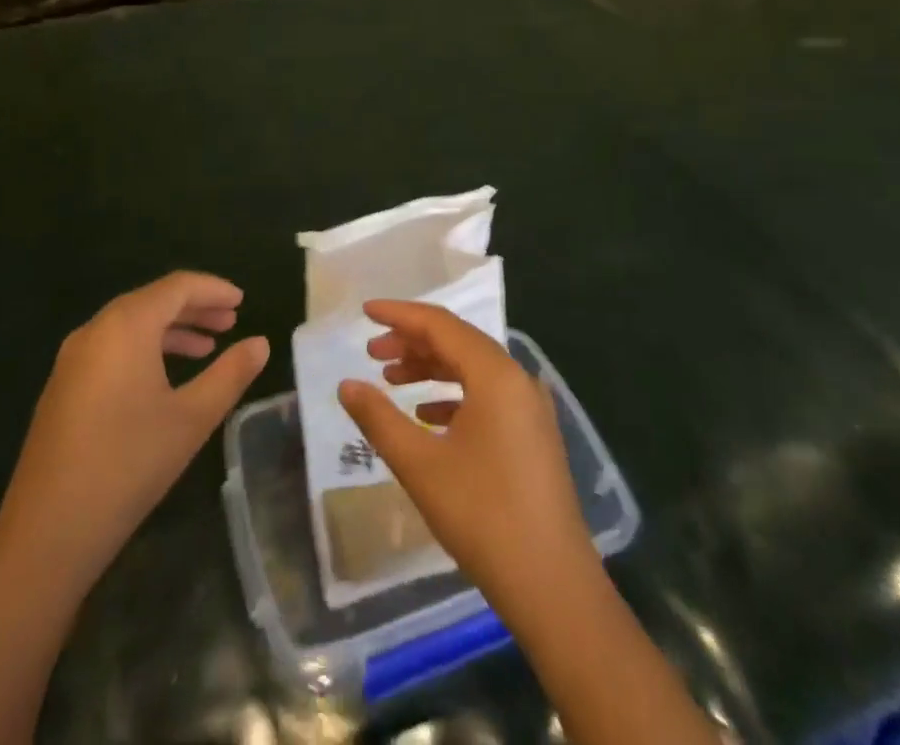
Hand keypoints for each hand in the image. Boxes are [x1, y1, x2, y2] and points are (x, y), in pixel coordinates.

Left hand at [0, 272, 269, 585]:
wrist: (46, 534)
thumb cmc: (128, 465)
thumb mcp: (192, 418)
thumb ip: (230, 374)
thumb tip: (261, 343)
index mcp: (126, 326)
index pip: (177, 286)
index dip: (213, 289)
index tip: (242, 301)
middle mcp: (95, 330)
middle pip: (152, 301)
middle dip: (194, 308)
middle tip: (231, 322)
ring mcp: (73, 359)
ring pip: (131, 325)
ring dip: (171, 330)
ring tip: (207, 348)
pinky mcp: (63, 387)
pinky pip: (112, 347)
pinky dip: (145, 349)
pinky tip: (165, 378)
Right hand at [337, 301, 597, 618]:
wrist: (553, 586)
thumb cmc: (483, 516)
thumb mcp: (420, 465)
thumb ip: (379, 419)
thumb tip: (346, 385)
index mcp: (495, 374)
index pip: (440, 325)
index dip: (399, 315)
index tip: (365, 312)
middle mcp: (517, 379)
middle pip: (458, 342)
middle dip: (412, 342)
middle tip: (371, 352)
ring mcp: (530, 407)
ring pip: (472, 369)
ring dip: (431, 368)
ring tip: (391, 379)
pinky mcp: (533, 434)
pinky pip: (487, 395)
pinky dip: (453, 396)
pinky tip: (426, 416)